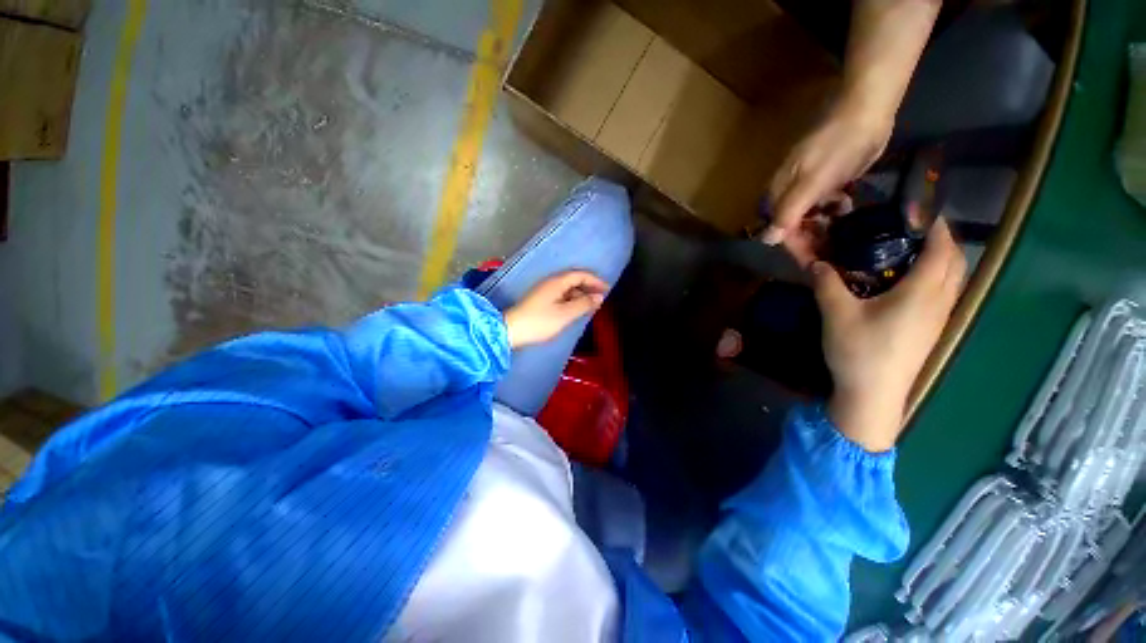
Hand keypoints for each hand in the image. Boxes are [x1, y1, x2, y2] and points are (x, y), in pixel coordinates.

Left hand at [503, 271, 607, 348]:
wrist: (511, 331)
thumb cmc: (540, 321)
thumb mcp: (565, 314)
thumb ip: (584, 304)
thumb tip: (599, 297)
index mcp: (557, 282)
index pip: (580, 275)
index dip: (595, 280)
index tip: (607, 289)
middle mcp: (551, 283)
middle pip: (574, 280)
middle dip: (589, 288)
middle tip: (601, 299)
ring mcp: (544, 292)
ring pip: (567, 289)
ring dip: (580, 296)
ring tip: (591, 307)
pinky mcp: (540, 301)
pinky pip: (561, 296)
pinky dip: (571, 301)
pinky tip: (576, 311)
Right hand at [764, 102, 892, 249]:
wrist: (866, 110)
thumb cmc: (837, 146)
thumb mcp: (812, 181)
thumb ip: (789, 211)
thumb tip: (766, 240)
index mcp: (778, 194)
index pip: (777, 229)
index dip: (793, 246)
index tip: (813, 262)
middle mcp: (787, 194)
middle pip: (791, 226)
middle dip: (808, 241)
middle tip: (832, 255)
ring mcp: (807, 188)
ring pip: (808, 218)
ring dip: (821, 229)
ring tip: (842, 237)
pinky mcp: (826, 182)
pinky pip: (823, 206)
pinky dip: (833, 213)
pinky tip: (846, 210)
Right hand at [812, 219, 965, 451]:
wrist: (873, 395)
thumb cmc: (859, 351)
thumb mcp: (837, 314)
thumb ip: (827, 284)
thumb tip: (815, 263)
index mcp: (922, 292)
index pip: (941, 247)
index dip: (934, 224)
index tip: (918, 207)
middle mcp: (939, 301)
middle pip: (955, 261)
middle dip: (942, 238)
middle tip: (912, 227)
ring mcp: (939, 318)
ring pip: (953, 278)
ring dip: (940, 258)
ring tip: (909, 249)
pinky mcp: (931, 330)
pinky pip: (943, 292)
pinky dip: (934, 277)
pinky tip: (907, 281)